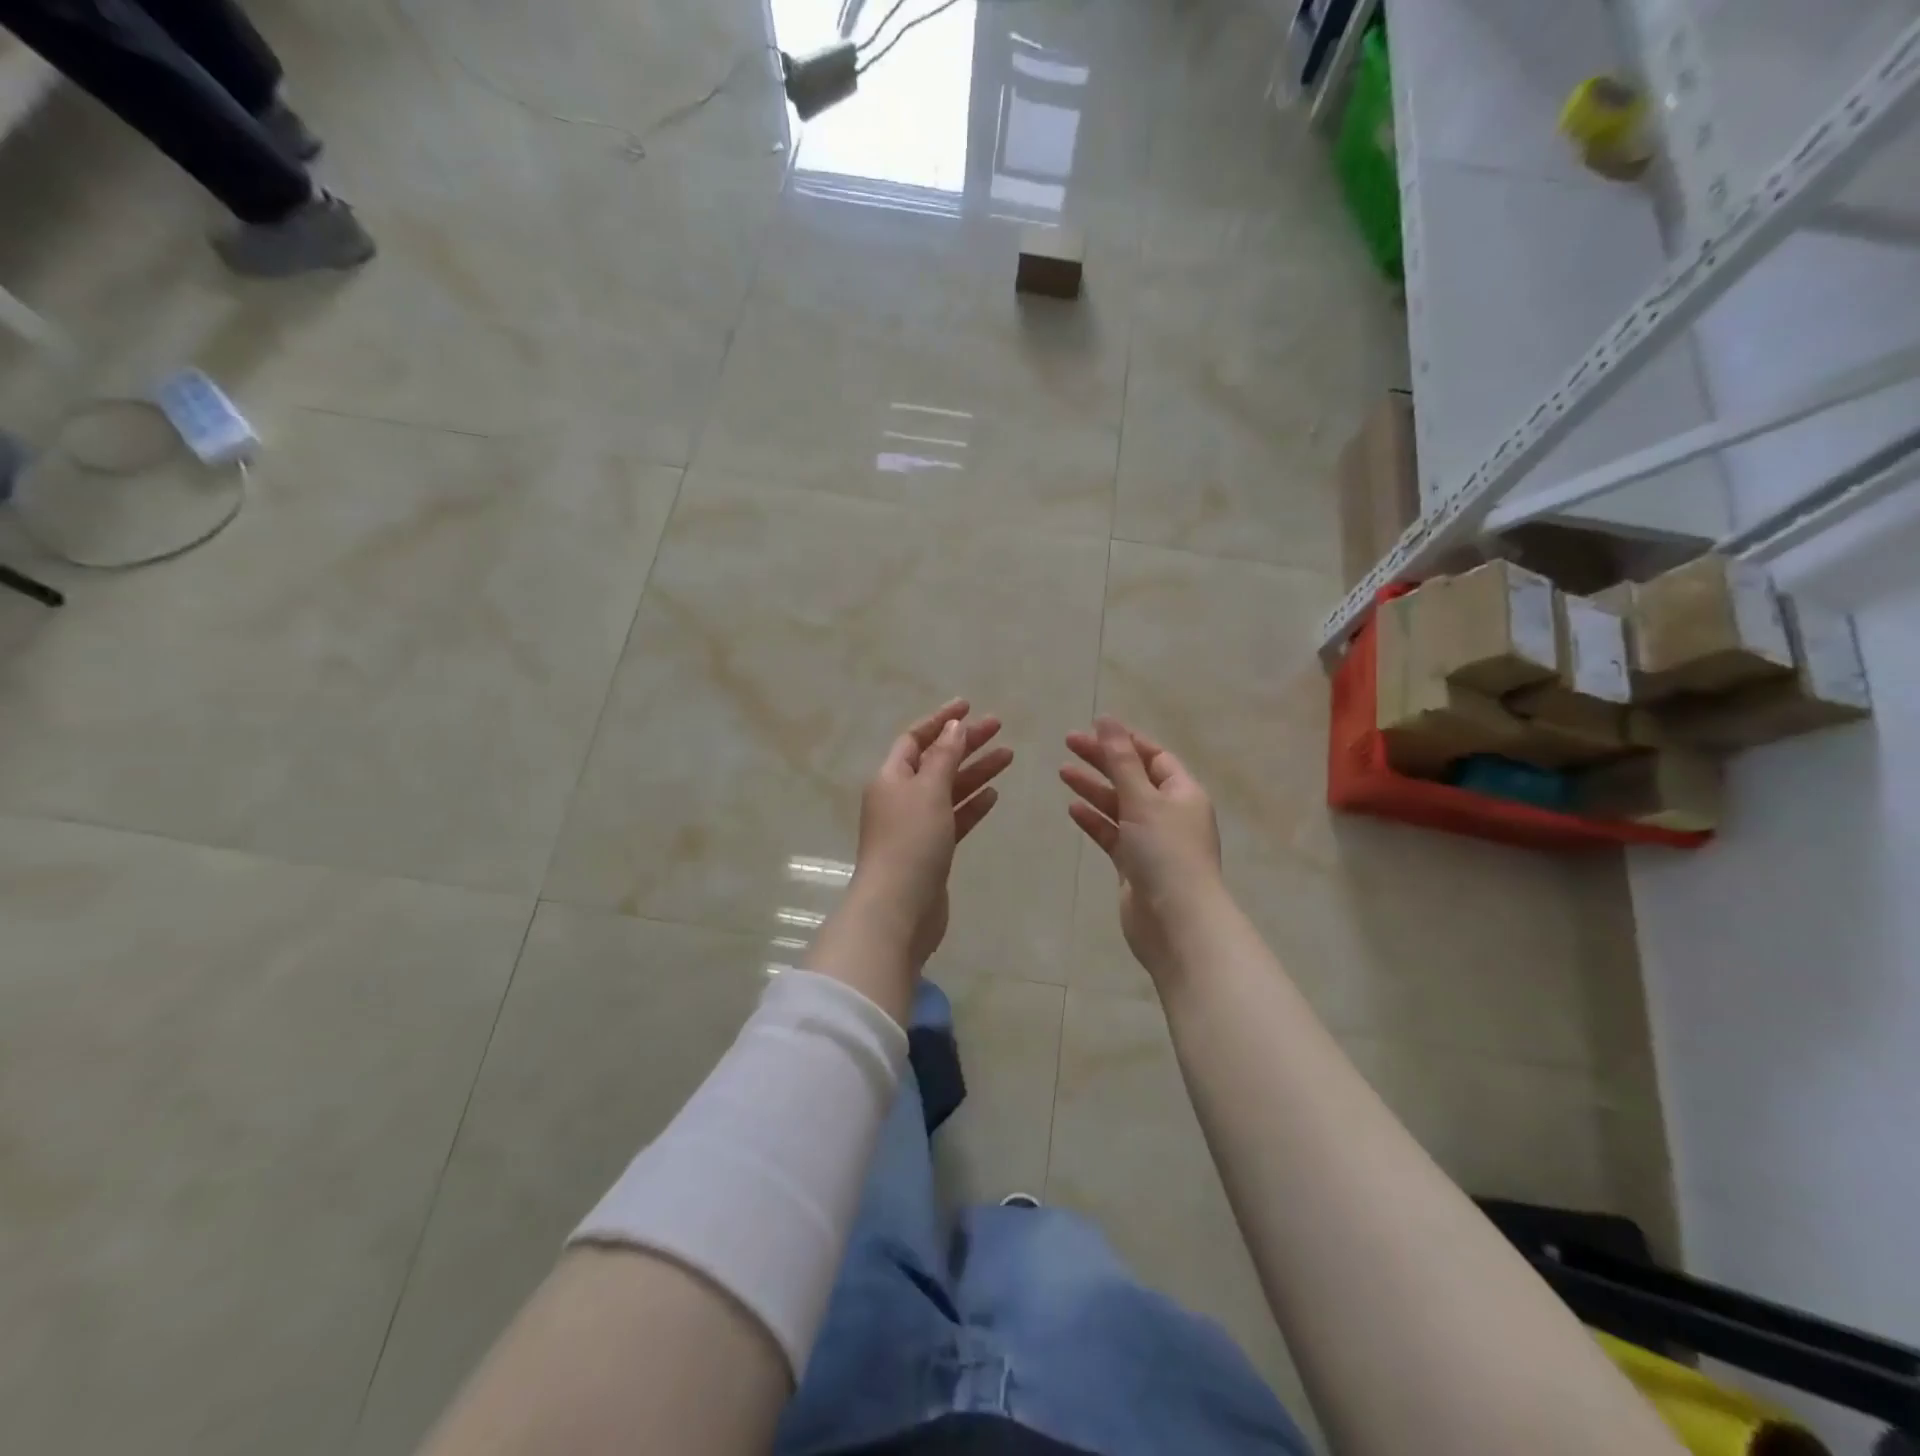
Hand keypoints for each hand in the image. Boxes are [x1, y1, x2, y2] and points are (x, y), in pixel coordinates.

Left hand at [849, 699, 1013, 972]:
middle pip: (936, 761)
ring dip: (976, 772)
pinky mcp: (931, 851)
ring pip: (949, 790)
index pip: (915, 739)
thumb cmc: (910, 842)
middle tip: (999, 728)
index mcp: (891, 778)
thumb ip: (943, 756)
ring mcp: (915, 826)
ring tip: (1009, 756)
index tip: (969, 705)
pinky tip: (994, 796)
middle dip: (965, 743)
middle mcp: (900, 798)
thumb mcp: (928, 790)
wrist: (899, 909)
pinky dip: (972, 805)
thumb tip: (952, 726)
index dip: (940, 720)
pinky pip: (954, 819)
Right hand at [1061, 717, 1224, 982]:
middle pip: (1133, 778)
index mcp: (1183, 793)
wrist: (1175, 922)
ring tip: (1062, 772)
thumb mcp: (1142, 799)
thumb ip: (1120, 760)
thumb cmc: (1165, 853)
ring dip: (1094, 789)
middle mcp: (1170, 813)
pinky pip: (1112, 835)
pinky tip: (1072, 810)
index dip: (1125, 741)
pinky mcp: (1135, 866)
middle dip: (1103, 760)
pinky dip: (1094, 821)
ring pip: (1119, 806)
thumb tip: (1107, 720)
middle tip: (1067, 743)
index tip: (1093, 728)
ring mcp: (1152, 841)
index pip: (1154, 756)